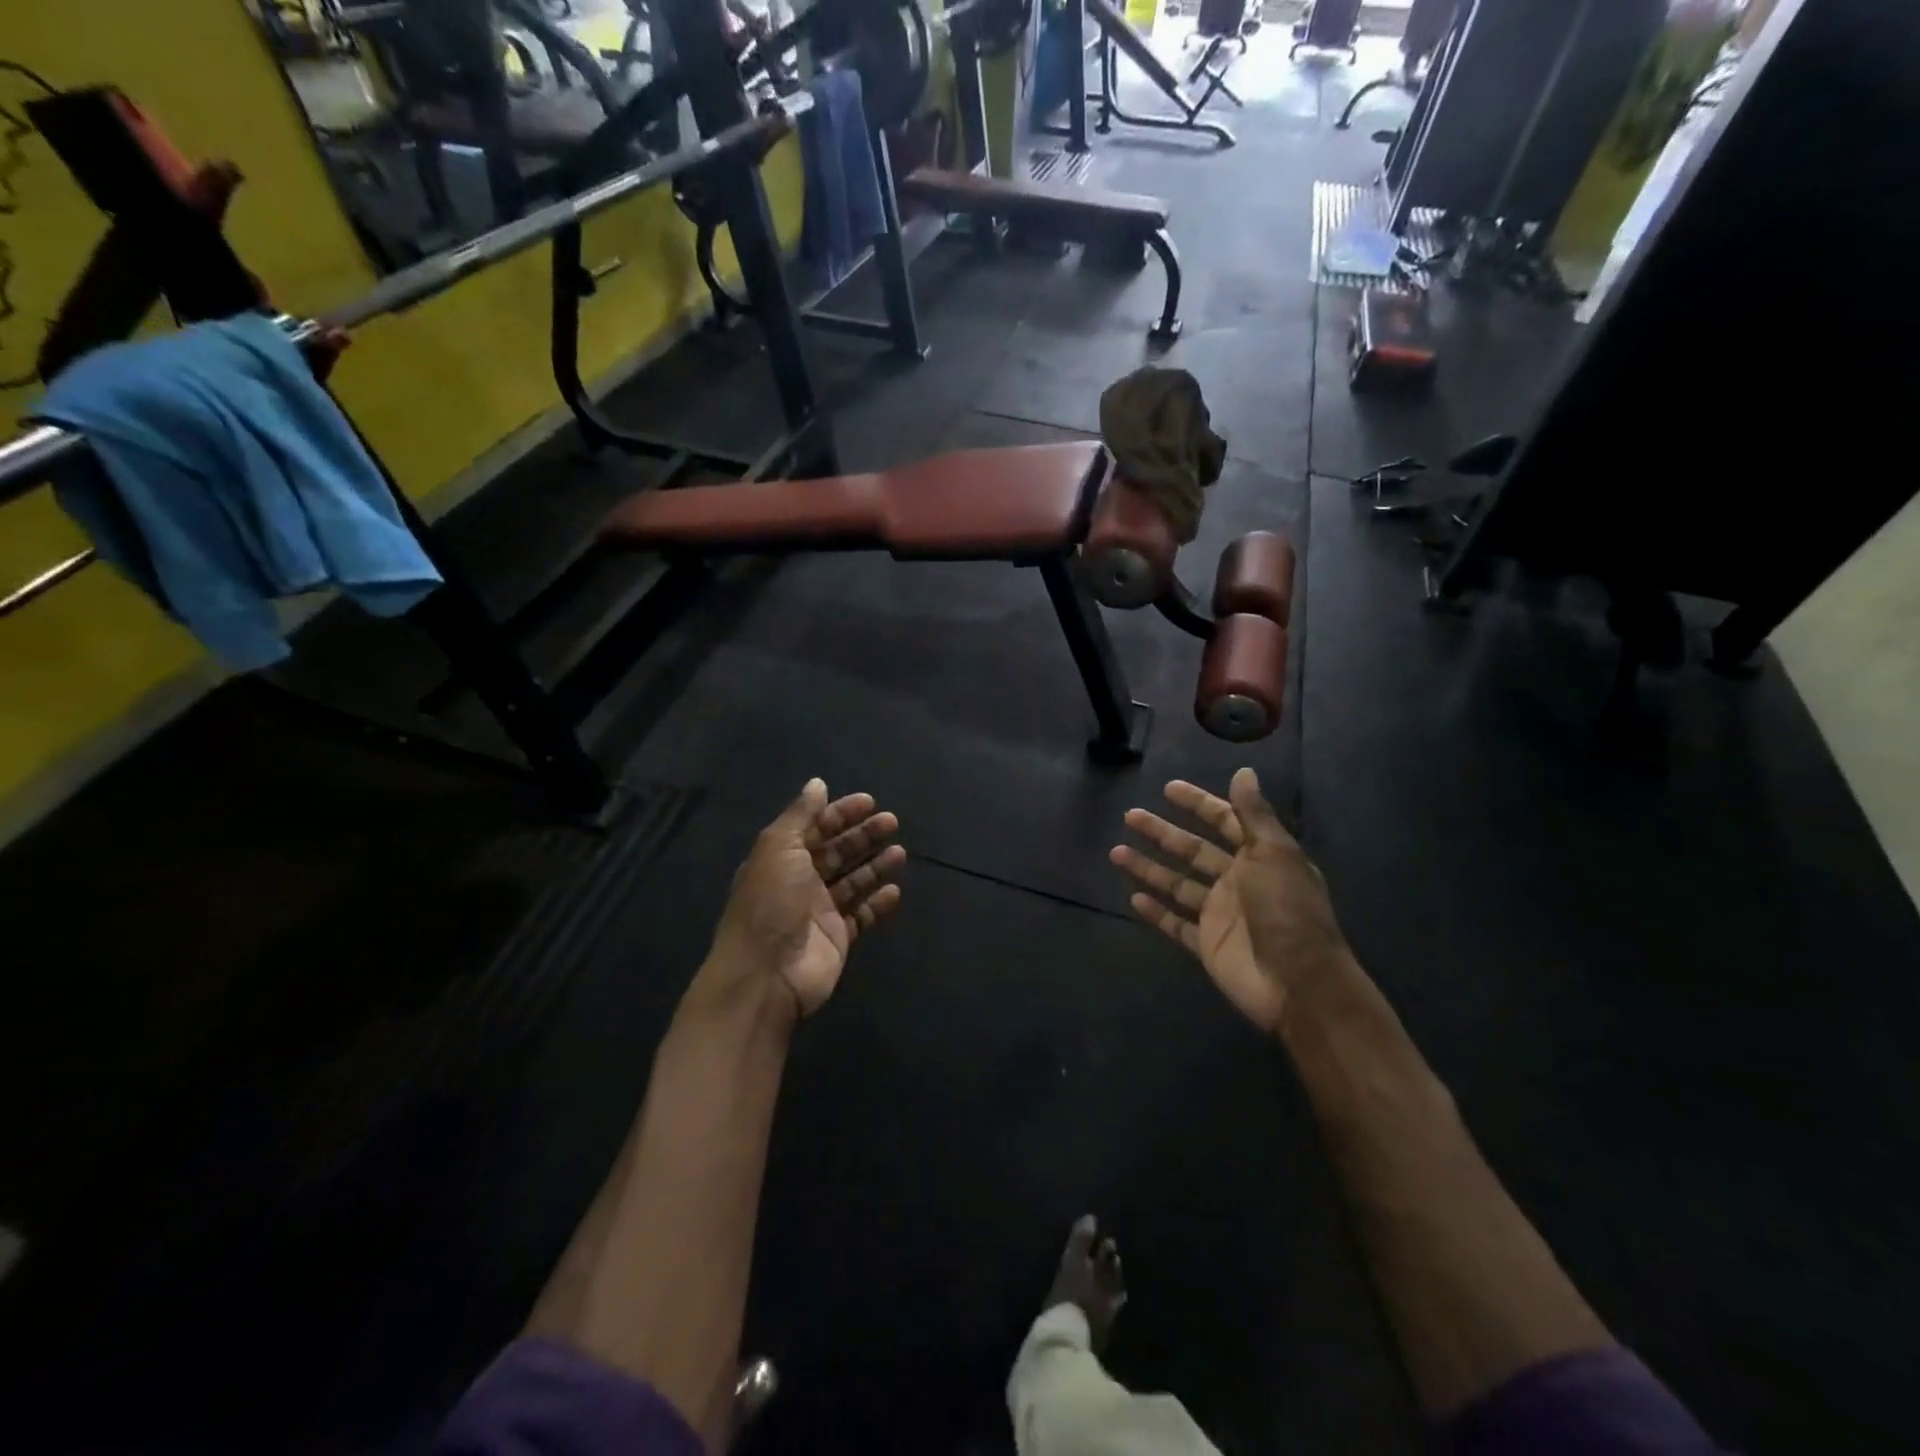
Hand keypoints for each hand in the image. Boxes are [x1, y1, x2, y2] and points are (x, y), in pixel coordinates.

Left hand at [710, 780, 904, 1014]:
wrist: (766, 974)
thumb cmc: (770, 903)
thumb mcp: (779, 847)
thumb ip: (801, 815)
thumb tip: (818, 783)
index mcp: (781, 858)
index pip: (815, 828)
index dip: (840, 813)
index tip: (869, 802)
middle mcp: (800, 881)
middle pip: (837, 852)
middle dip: (863, 835)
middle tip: (892, 821)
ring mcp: (820, 911)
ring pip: (853, 881)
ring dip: (875, 865)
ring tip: (900, 853)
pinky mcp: (838, 937)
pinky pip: (862, 915)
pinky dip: (878, 902)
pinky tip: (895, 890)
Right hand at [1110, 768, 1349, 1035]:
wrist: (1298, 983)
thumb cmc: (1288, 910)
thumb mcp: (1274, 854)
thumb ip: (1254, 814)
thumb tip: (1244, 771)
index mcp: (1259, 857)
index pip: (1224, 821)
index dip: (1198, 804)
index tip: (1168, 789)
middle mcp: (1238, 882)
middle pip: (1193, 850)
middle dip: (1162, 833)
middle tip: (1130, 816)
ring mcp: (1220, 914)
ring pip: (1177, 884)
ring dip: (1148, 868)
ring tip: (1116, 852)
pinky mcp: (1207, 944)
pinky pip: (1175, 924)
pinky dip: (1156, 912)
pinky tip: (1132, 897)